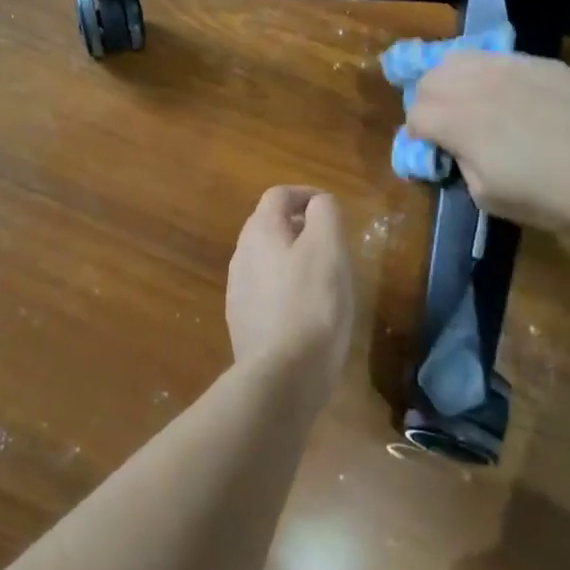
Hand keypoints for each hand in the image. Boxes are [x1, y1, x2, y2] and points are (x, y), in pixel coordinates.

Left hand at [225, 186, 354, 405]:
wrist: (282, 375)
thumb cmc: (311, 303)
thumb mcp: (328, 248)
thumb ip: (324, 214)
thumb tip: (319, 204)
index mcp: (259, 231)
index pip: (279, 195)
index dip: (306, 194)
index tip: (331, 210)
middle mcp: (241, 255)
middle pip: (269, 226)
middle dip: (300, 227)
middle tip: (331, 243)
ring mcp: (238, 290)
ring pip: (268, 259)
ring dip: (293, 258)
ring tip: (323, 277)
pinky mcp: (243, 321)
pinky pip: (267, 291)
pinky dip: (287, 288)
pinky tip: (307, 310)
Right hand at [406, 51, 569, 227]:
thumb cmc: (551, 193)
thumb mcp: (489, 197)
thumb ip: (461, 166)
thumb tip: (458, 150)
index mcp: (456, 120)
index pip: (415, 115)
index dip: (417, 135)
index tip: (432, 150)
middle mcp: (473, 84)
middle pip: (429, 79)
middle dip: (428, 102)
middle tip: (445, 125)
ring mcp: (506, 66)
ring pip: (458, 58)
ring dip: (451, 79)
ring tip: (466, 99)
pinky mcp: (536, 62)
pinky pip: (496, 58)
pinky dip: (486, 72)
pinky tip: (505, 93)